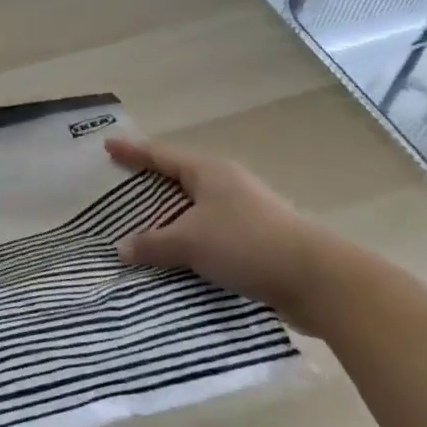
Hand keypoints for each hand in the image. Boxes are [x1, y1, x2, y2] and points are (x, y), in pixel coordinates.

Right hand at [106, 137, 354, 331]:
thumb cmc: (246, 244)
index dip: (133, 151)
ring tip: (146, 226)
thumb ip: (153, 243)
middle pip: (180, 177)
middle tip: (122, 187)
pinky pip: (212, 231)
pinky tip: (180, 256)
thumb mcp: (190, 242)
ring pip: (197, 207)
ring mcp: (246, 210)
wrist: (318, 280)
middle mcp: (227, 183)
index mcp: (208, 171)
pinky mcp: (259, 238)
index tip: (108, 146)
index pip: (161, 155)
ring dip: (173, 216)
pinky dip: (192, 238)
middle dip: (152, 182)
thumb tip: (121, 248)